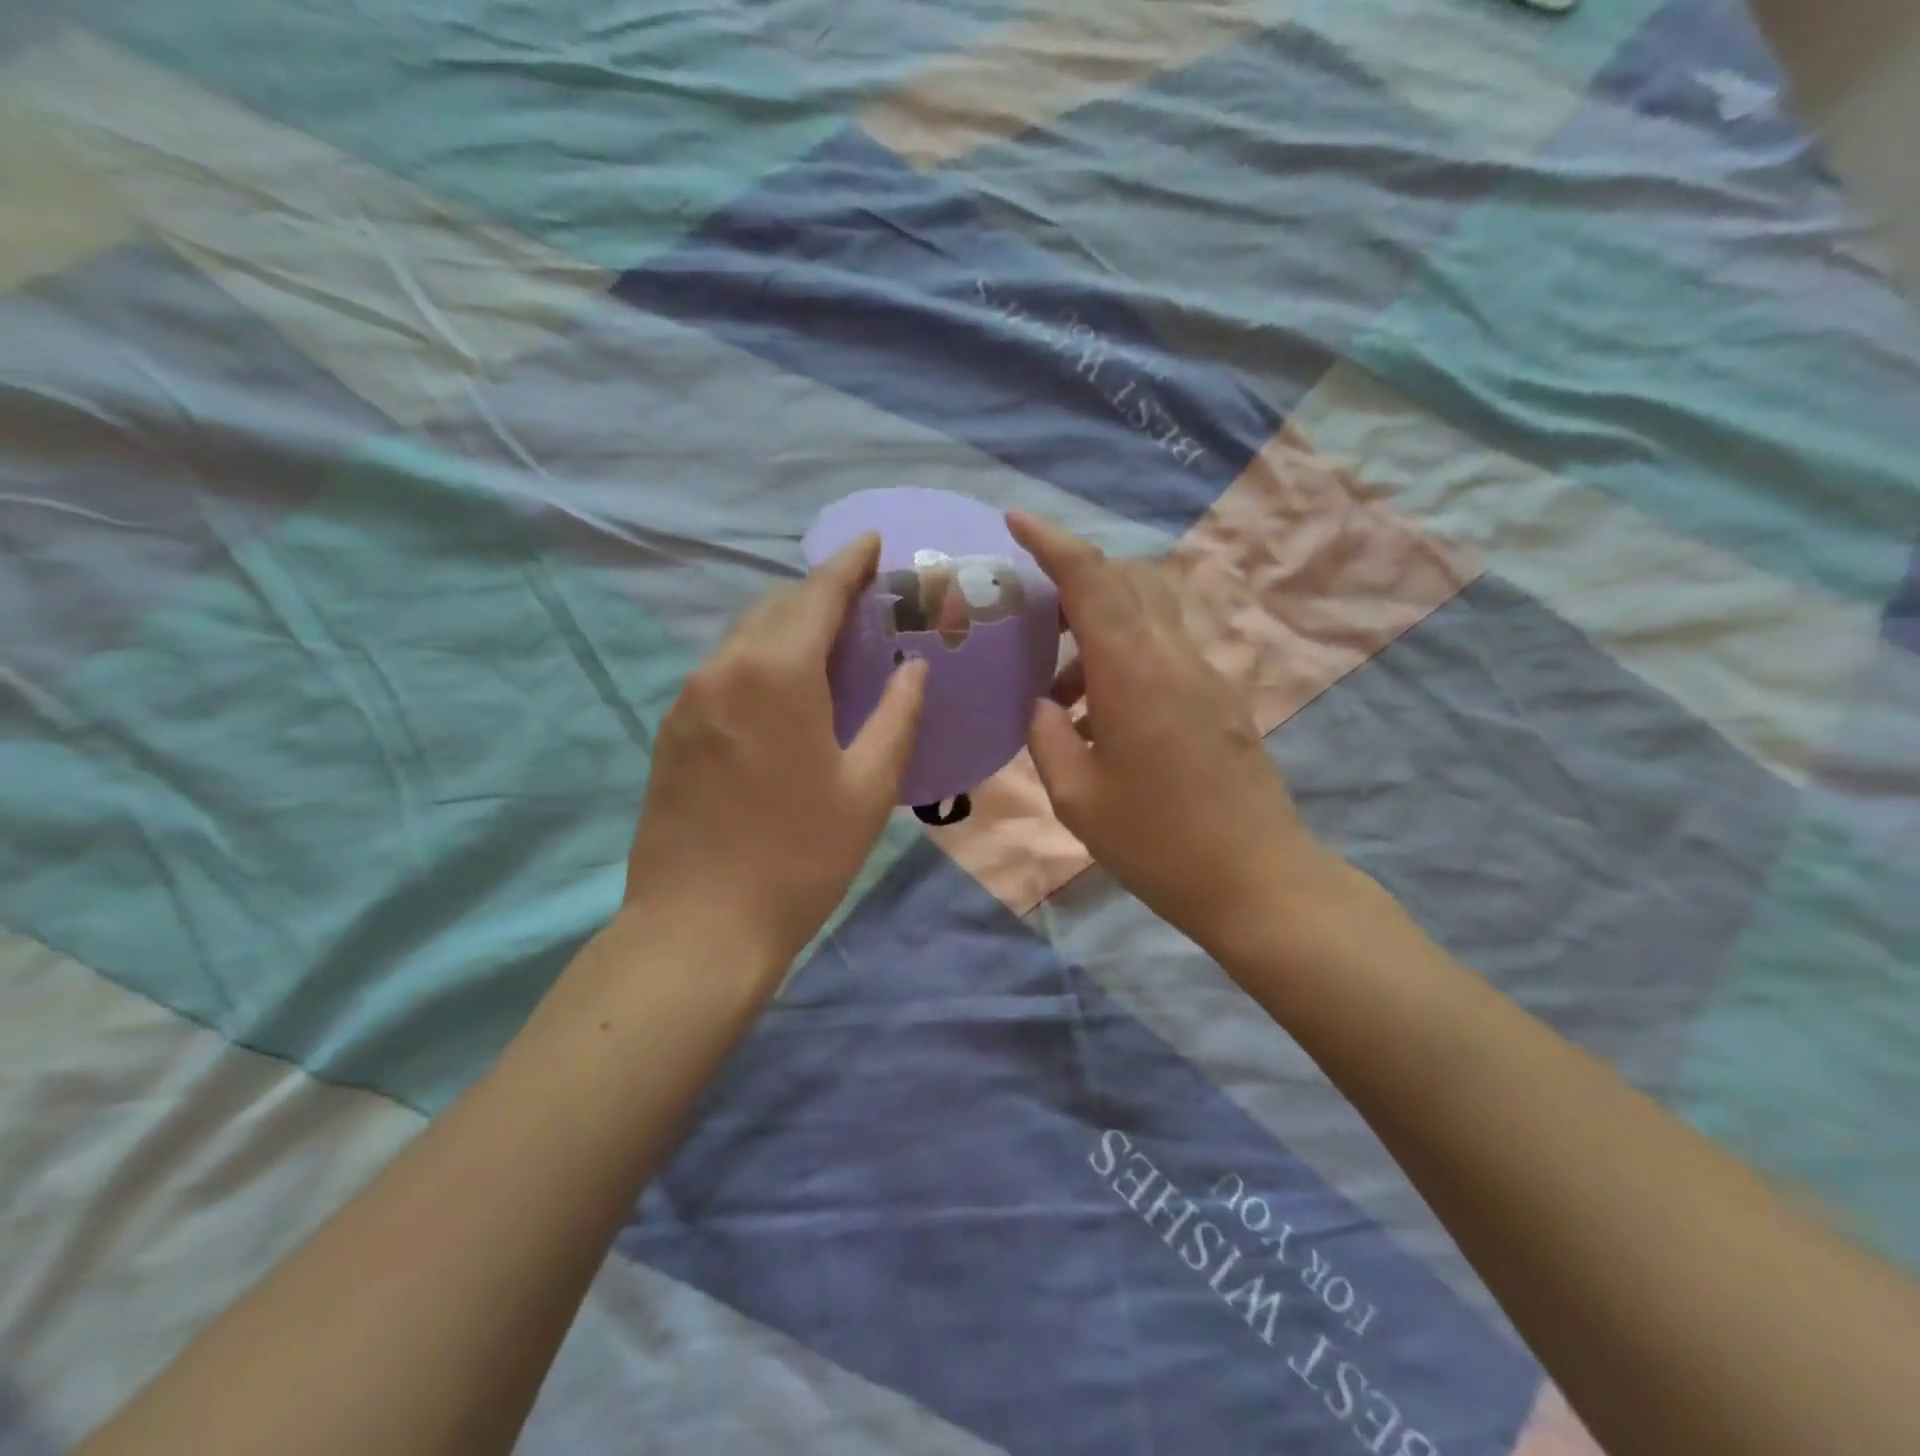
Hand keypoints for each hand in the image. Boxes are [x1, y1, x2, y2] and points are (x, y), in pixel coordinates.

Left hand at [622, 537, 926, 979]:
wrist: (699, 926)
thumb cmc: (800, 857)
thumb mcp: (868, 788)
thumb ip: (896, 715)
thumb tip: (912, 668)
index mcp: (776, 672)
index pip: (817, 594)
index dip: (848, 564)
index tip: (872, 542)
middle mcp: (723, 668)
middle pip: (775, 607)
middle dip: (819, 594)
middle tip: (863, 604)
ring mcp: (689, 699)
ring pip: (744, 637)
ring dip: (787, 628)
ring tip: (829, 645)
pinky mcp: (672, 730)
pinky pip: (723, 671)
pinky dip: (759, 661)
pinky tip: (783, 692)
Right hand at [1008, 512, 1333, 957]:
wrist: (1257, 881)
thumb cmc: (1157, 843)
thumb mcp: (1077, 797)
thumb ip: (1048, 738)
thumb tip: (1044, 706)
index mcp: (1134, 672)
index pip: (1091, 578)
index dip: (1051, 540)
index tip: (1015, 520)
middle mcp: (1175, 657)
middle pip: (1127, 580)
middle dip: (1075, 581)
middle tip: (1033, 618)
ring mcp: (1205, 676)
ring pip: (1148, 615)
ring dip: (1098, 631)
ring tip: (1060, 695)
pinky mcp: (1220, 700)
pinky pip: (1164, 652)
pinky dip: (1124, 660)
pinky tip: (1102, 721)